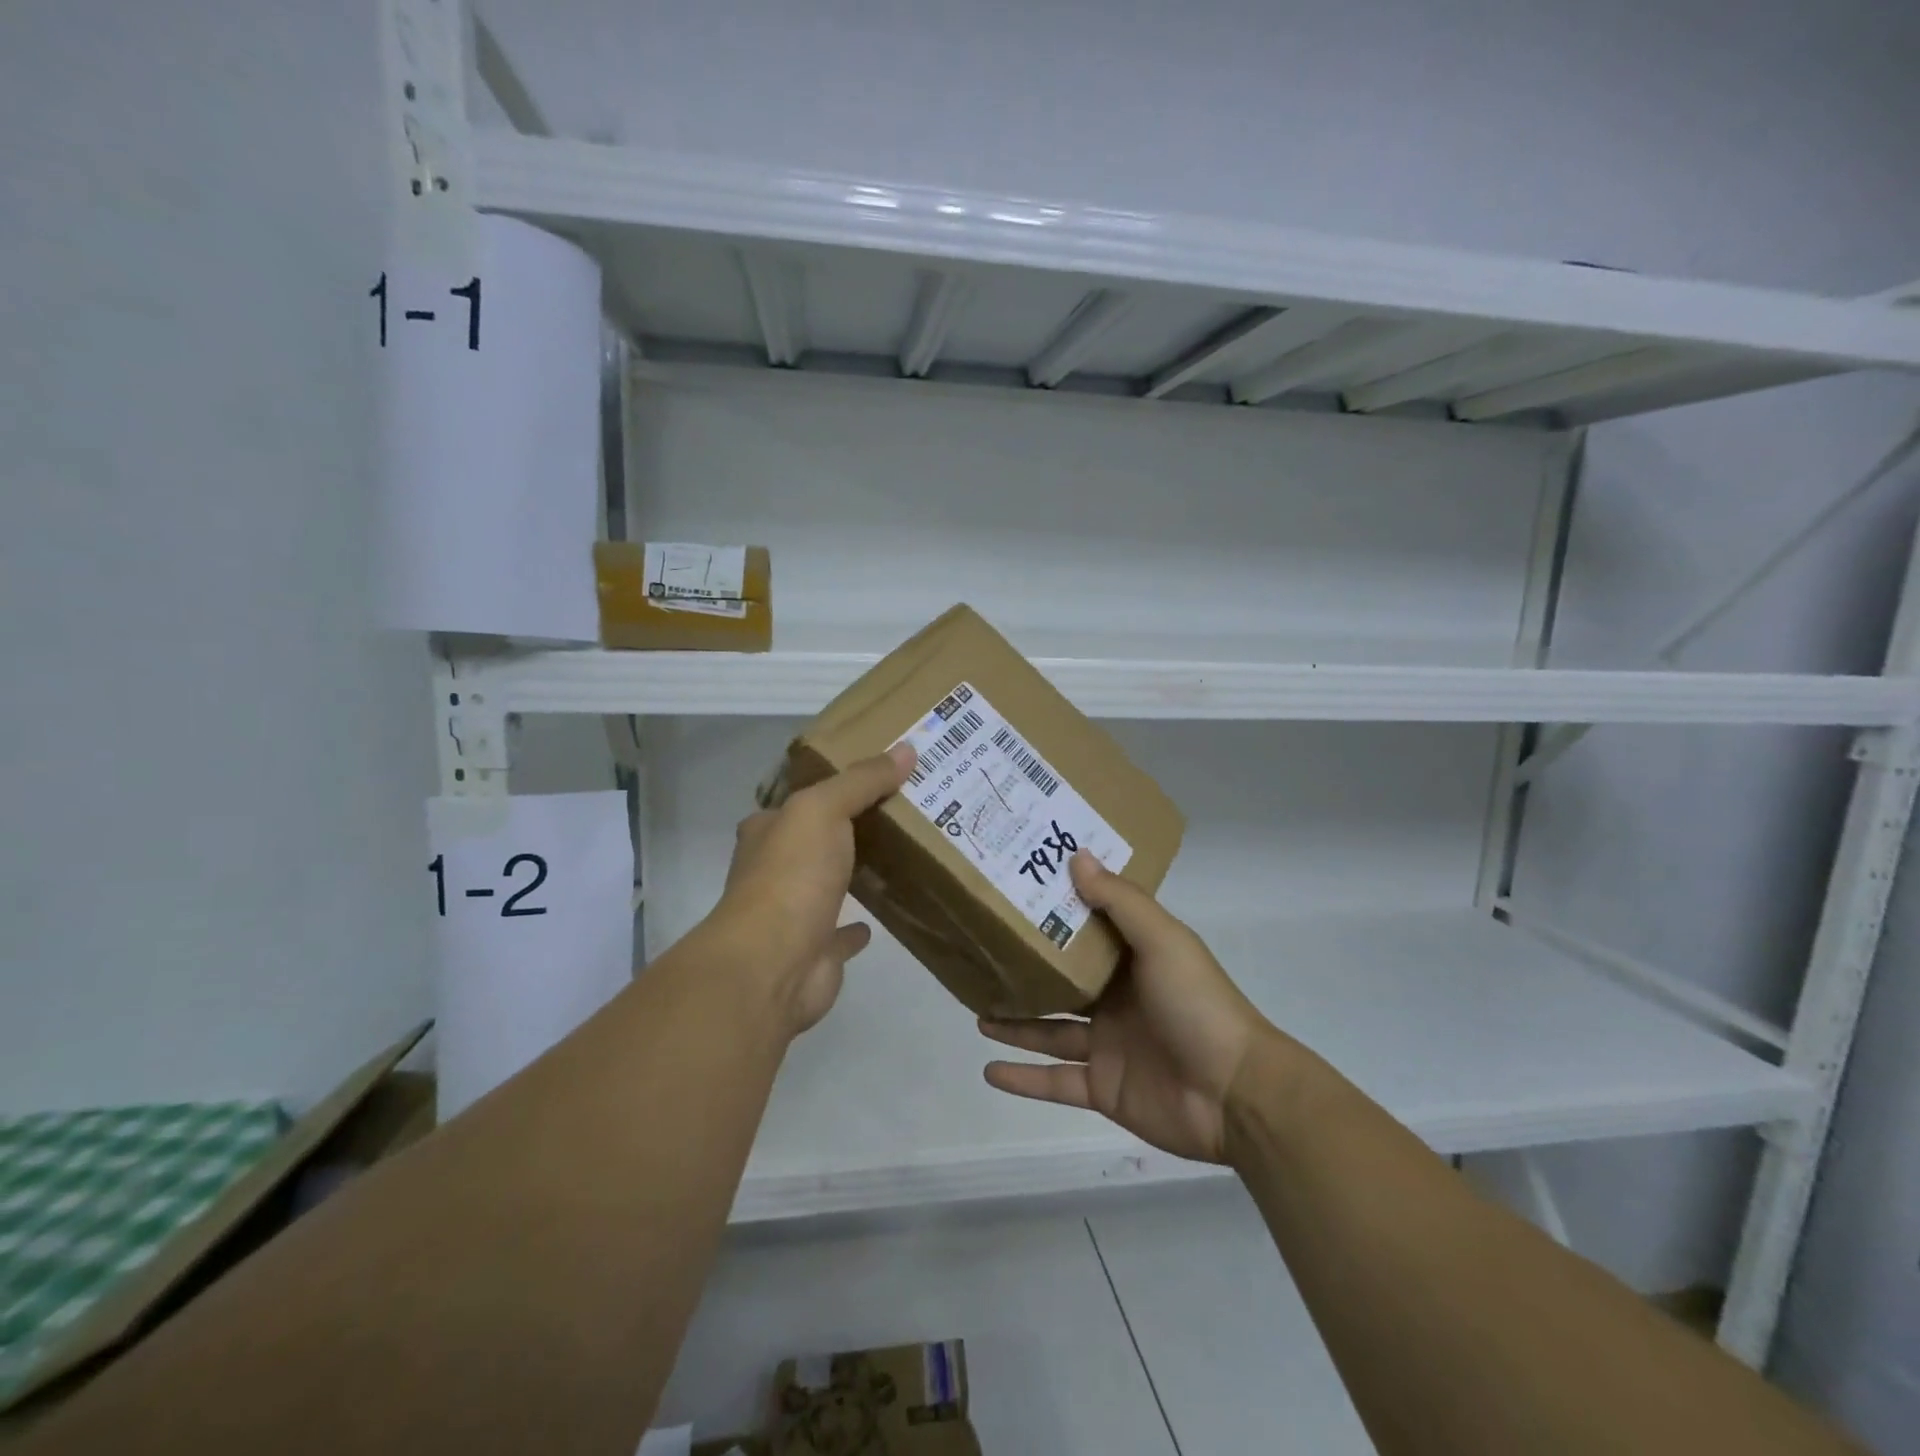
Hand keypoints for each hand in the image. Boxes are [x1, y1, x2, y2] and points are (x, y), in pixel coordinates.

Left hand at [709, 742, 914, 1037]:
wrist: (773, 963)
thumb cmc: (791, 875)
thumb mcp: (824, 809)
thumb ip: (862, 780)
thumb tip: (906, 750)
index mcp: (768, 833)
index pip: (796, 802)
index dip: (827, 788)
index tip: (870, 778)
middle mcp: (774, 871)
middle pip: (813, 842)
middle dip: (845, 831)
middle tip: (897, 813)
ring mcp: (793, 915)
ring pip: (827, 886)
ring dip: (850, 875)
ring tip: (896, 858)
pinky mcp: (815, 952)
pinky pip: (841, 934)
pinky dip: (856, 928)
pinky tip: (878, 918)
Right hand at [978, 851, 1280, 1163]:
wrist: (1236, 1093)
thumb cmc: (1197, 1004)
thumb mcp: (1162, 940)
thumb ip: (1119, 901)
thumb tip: (1076, 855)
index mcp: (1133, 959)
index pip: (1086, 930)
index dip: (1054, 913)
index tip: (1015, 894)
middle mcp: (1117, 999)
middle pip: (1062, 981)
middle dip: (1027, 970)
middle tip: (984, 956)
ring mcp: (1108, 1045)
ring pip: (1051, 1030)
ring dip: (1016, 1023)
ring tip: (977, 1010)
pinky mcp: (1103, 1088)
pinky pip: (1055, 1081)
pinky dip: (1023, 1078)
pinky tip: (989, 1070)